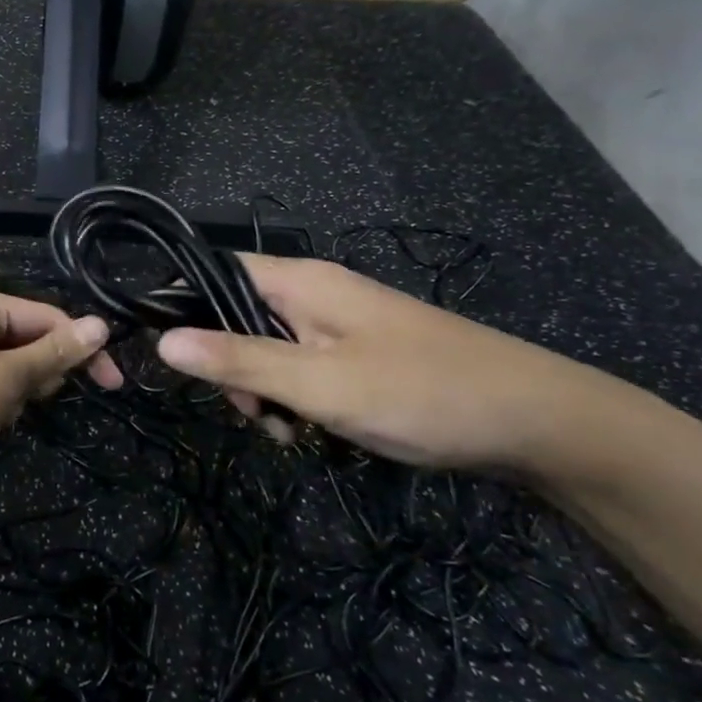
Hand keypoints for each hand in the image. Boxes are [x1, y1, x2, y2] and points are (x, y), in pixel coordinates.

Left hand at [0, 286, 121, 478]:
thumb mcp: (5, 377)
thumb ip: (55, 353)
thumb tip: (102, 325)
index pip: (49, 318)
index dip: (82, 350)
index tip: (113, 383)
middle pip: (30, 346)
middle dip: (30, 382)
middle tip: (16, 401)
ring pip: (12, 375)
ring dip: (7, 404)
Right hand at [156, 256, 627, 475]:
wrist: (539, 421)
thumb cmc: (421, 393)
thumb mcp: (320, 385)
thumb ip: (239, 361)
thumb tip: (161, 341)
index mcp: (300, 282)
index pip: (213, 269)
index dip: (180, 303)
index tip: (168, 355)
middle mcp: (315, 292)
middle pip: (236, 314)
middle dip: (229, 365)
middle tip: (254, 412)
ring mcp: (340, 323)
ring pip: (268, 346)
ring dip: (264, 389)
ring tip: (292, 432)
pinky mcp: (359, 352)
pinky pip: (302, 365)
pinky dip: (296, 397)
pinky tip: (315, 431)